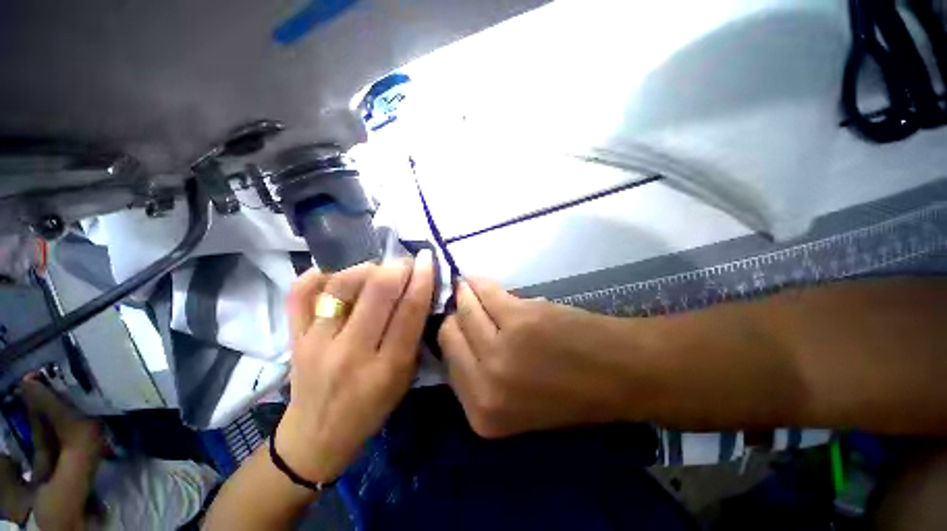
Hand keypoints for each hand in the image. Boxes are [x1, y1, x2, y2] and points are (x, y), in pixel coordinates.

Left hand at [277, 251, 434, 483]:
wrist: (316, 434)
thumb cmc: (371, 408)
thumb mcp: (405, 377)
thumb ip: (414, 334)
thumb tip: (419, 290)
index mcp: (386, 367)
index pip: (409, 311)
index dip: (422, 279)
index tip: (427, 258)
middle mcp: (350, 352)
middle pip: (377, 291)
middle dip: (397, 267)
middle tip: (404, 263)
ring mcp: (315, 342)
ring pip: (342, 285)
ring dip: (366, 267)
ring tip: (377, 269)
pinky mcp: (293, 336)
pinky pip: (300, 292)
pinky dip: (320, 274)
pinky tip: (337, 273)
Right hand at [439, 278, 644, 438]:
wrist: (620, 374)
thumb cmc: (570, 390)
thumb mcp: (514, 400)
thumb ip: (480, 374)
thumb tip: (456, 334)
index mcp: (483, 413)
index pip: (447, 363)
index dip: (451, 337)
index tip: (454, 322)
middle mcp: (486, 383)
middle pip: (450, 334)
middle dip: (454, 314)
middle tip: (461, 301)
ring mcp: (502, 349)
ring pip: (465, 308)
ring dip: (465, 293)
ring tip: (468, 286)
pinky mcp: (519, 319)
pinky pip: (486, 292)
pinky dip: (479, 283)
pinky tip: (477, 280)